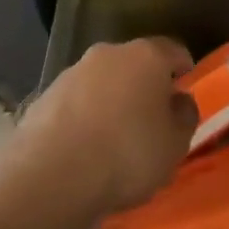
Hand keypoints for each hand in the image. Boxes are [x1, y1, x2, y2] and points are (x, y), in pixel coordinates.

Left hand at [20, 37, 195, 213]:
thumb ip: (185, 117)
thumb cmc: (127, 155)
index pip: (173, 51)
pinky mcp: (44, 97)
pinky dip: (83, 118)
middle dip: (144, 86)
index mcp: (147, 56)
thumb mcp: (175, 145)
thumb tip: (179, 101)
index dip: (183, 70)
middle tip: (151, 118)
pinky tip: (84, 149)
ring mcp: (71, 73)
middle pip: (134, 64)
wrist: (51, 177)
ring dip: (111, 101)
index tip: (185, 90)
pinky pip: (75, 104)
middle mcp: (108, 54)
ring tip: (114, 139)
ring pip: (102, 82)